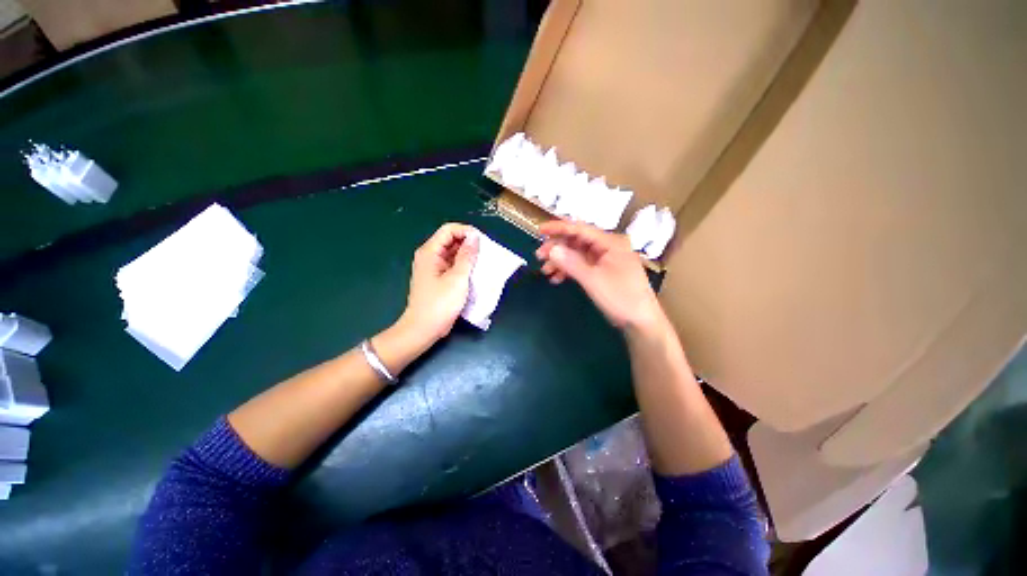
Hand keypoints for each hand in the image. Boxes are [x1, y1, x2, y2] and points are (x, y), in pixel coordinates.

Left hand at [400, 223, 478, 342]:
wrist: (423, 330)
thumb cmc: (439, 304)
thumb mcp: (457, 279)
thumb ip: (467, 256)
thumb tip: (474, 237)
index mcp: (430, 252)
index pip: (449, 230)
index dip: (466, 232)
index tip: (483, 242)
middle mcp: (430, 257)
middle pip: (451, 241)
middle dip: (469, 244)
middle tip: (487, 253)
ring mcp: (434, 269)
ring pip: (453, 254)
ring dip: (469, 257)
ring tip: (485, 263)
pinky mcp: (438, 279)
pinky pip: (453, 267)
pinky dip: (465, 267)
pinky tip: (476, 274)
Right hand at [536, 221, 662, 331]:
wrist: (641, 322)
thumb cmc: (620, 298)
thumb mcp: (592, 280)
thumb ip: (571, 262)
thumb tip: (551, 249)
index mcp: (610, 242)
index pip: (580, 229)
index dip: (559, 228)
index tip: (539, 230)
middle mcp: (608, 247)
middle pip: (577, 241)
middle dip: (557, 248)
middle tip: (539, 256)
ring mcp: (606, 260)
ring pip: (578, 254)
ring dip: (561, 261)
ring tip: (546, 271)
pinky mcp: (604, 271)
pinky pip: (583, 265)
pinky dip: (569, 270)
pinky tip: (557, 279)